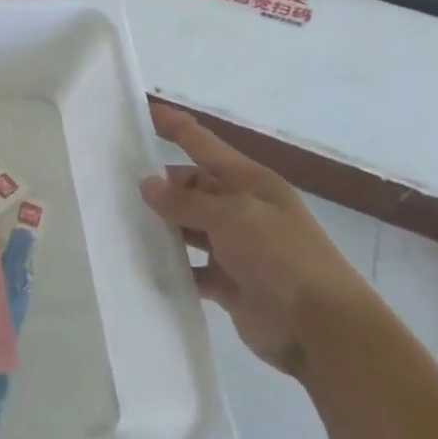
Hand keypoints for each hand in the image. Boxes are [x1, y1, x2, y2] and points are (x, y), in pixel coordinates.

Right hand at [139, 103, 372, 377]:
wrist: (322, 329)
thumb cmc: (282, 256)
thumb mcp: (232, 216)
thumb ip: (186, 201)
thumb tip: (147, 184)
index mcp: (249, 182)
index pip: (203, 142)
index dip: (174, 125)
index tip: (142, 110)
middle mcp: (241, 208)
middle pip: (191, 186)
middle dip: (160, 183)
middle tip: (115, 184)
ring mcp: (235, 247)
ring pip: (187, 226)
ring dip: (162, 225)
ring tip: (120, 222)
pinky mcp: (228, 282)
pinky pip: (191, 267)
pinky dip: (172, 266)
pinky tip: (143, 264)